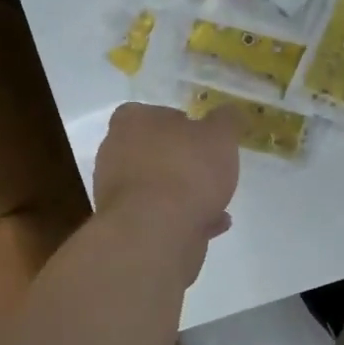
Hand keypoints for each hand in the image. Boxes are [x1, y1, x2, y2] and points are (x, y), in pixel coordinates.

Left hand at [93, 102, 241, 251]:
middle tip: (209, 169)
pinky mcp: (125, 225)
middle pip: (151, 151)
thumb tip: (228, 112)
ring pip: (156, 186)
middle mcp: (115, 153)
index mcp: (131, 123)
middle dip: (180, 160)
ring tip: (216, 201)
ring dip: (183, 193)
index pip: (148, 113)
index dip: (177, 123)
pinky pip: (159, 215)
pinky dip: (183, 217)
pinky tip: (211, 223)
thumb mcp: (220, 136)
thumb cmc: (187, 171)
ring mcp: (116, 192)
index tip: (201, 137)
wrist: (157, 233)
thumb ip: (226, 120)